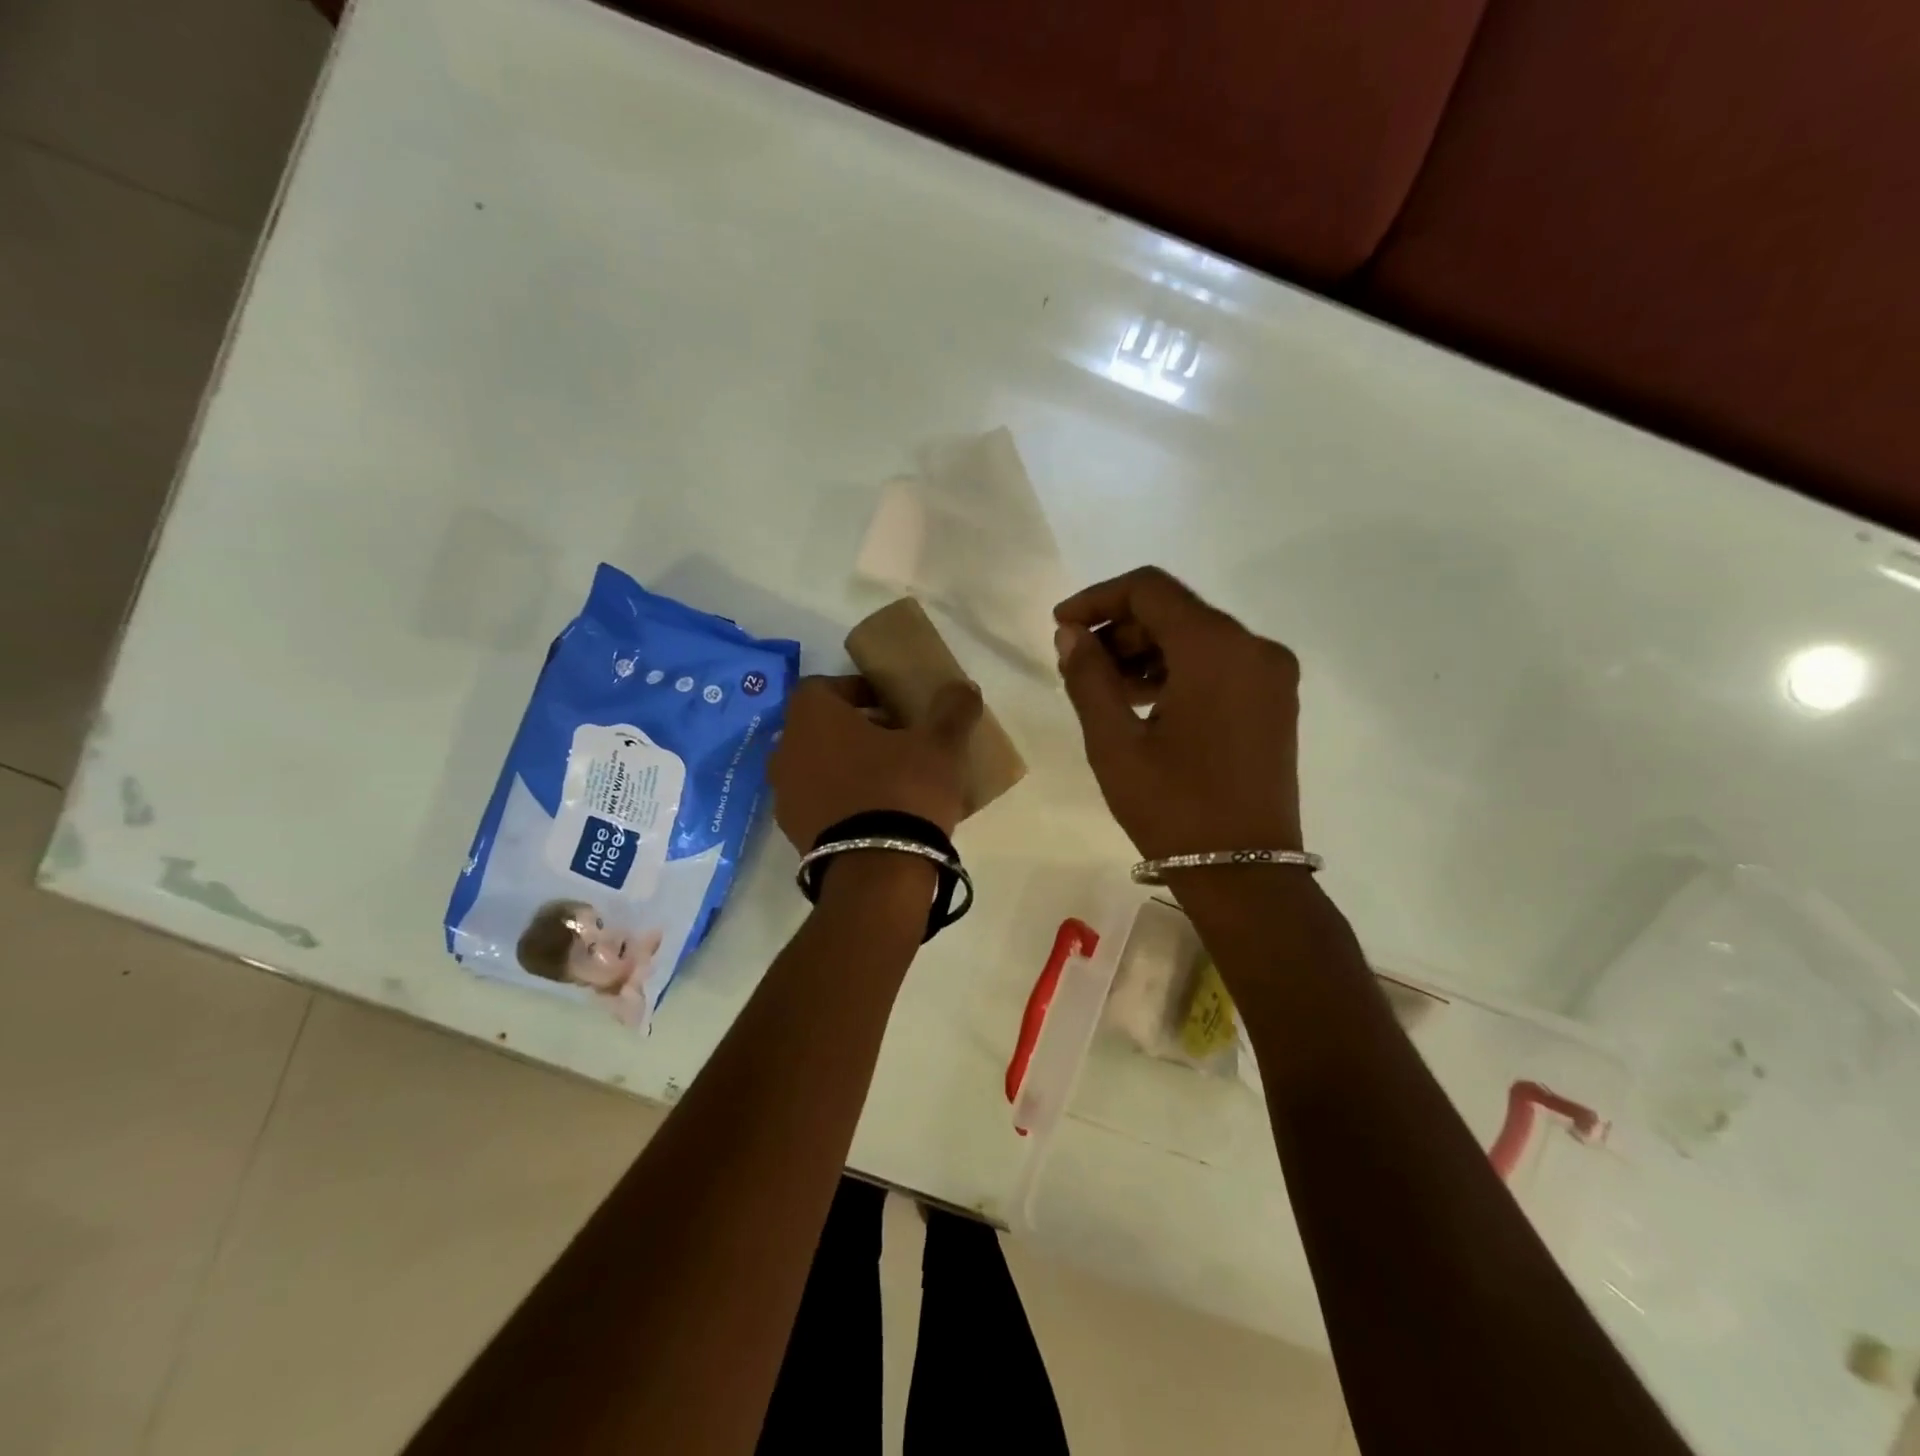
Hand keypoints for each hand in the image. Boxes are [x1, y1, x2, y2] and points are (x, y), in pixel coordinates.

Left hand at [769, 675, 981, 850]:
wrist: (876, 873)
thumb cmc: (903, 791)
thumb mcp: (940, 745)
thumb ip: (952, 709)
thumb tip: (965, 687)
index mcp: (812, 716)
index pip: (825, 687)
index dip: (858, 691)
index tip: (891, 705)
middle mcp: (786, 749)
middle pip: (819, 727)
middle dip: (855, 730)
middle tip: (896, 741)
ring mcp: (785, 794)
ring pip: (816, 765)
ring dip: (845, 766)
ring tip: (888, 780)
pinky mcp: (793, 832)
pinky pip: (817, 802)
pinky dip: (840, 800)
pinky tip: (875, 813)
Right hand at [1054, 567, 1302, 859]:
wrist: (1244, 873)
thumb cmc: (1173, 807)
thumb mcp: (1114, 743)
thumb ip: (1088, 677)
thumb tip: (1071, 635)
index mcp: (1216, 648)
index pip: (1150, 589)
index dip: (1097, 598)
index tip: (1061, 626)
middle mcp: (1253, 647)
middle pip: (1176, 611)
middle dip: (1120, 628)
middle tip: (1077, 663)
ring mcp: (1271, 675)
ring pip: (1197, 637)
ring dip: (1146, 651)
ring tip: (1103, 687)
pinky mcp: (1274, 701)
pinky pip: (1218, 664)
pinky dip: (1177, 670)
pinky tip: (1142, 701)